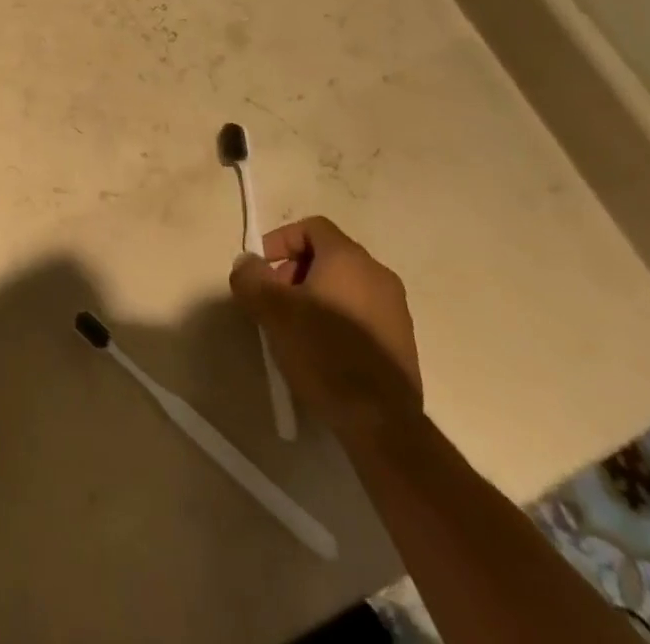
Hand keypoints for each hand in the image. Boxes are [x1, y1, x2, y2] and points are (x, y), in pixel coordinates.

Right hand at [229, 217, 422, 437]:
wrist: (381, 421)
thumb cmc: (323, 352)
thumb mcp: (272, 310)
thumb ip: (251, 277)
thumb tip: (247, 263)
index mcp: (349, 258)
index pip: (311, 227)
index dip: (281, 240)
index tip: (263, 269)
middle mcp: (378, 275)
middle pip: (328, 255)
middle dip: (295, 271)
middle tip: (275, 300)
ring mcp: (396, 309)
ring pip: (345, 286)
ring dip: (316, 296)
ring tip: (295, 328)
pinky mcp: (402, 341)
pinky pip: (362, 313)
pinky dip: (338, 318)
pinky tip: (323, 350)